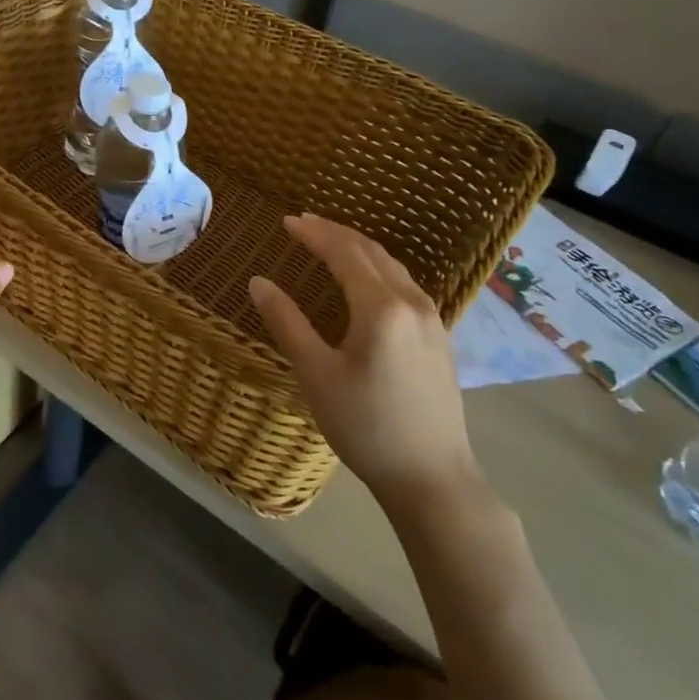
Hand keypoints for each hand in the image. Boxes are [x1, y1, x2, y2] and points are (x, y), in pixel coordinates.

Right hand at [249, 214, 479, 503]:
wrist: (433, 478)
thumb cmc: (366, 426)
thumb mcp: (316, 374)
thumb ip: (287, 322)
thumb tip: (258, 282)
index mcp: (381, 308)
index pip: (344, 253)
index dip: (314, 233)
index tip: (286, 221)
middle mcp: (412, 303)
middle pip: (371, 252)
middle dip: (336, 232)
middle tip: (304, 223)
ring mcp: (433, 319)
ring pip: (392, 266)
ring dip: (358, 247)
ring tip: (330, 241)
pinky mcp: (440, 337)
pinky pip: (404, 283)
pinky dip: (377, 267)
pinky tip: (366, 278)